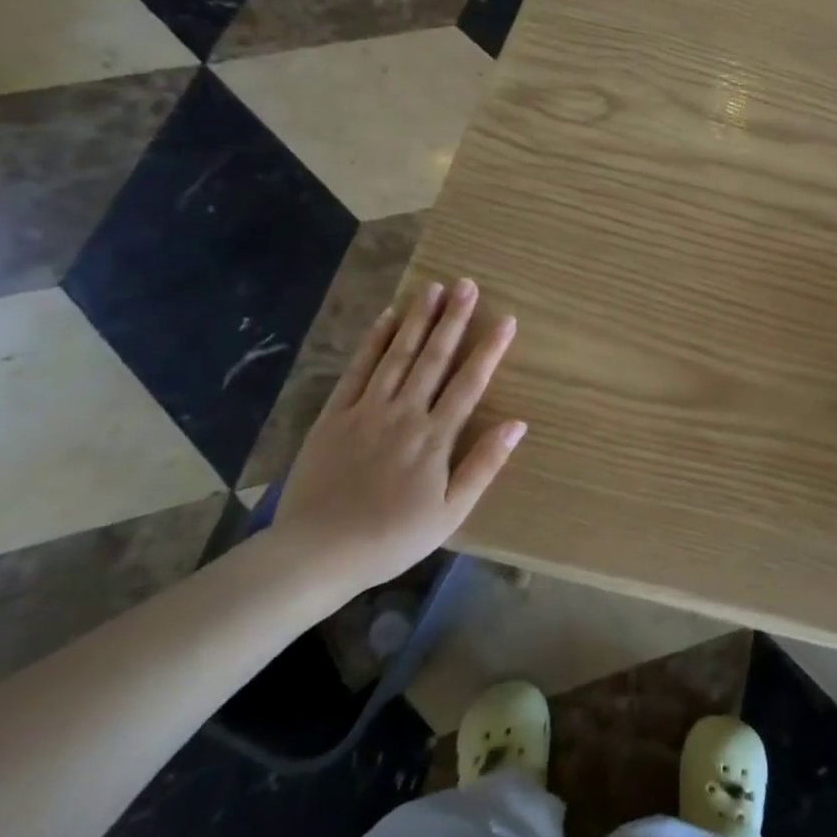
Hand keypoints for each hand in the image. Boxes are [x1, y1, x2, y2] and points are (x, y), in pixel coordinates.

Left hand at [271, 278, 524, 591]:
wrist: (318, 552)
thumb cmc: (393, 537)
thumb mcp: (450, 512)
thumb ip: (484, 464)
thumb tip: (517, 423)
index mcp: (435, 437)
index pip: (469, 383)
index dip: (489, 349)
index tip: (506, 319)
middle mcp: (404, 412)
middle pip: (433, 357)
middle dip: (453, 319)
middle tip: (467, 284)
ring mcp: (367, 409)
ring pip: (398, 355)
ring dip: (417, 319)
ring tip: (433, 287)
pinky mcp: (335, 415)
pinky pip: (357, 370)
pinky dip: (374, 341)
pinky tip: (387, 317)